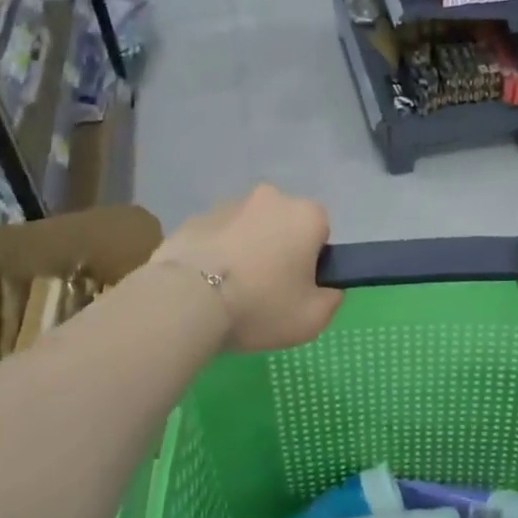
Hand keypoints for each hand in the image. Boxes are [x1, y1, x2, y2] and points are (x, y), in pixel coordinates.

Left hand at [151, 185, 340, 352]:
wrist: (186, 300)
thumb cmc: (260, 305)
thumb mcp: (312, 319)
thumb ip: (331, 300)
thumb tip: (327, 289)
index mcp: (306, 215)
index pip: (320, 231)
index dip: (312, 260)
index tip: (297, 287)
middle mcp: (270, 198)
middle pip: (283, 225)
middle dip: (278, 250)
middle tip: (265, 291)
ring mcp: (228, 204)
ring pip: (247, 228)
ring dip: (245, 250)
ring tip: (230, 292)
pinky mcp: (194, 218)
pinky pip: (216, 237)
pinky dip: (215, 254)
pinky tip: (204, 287)